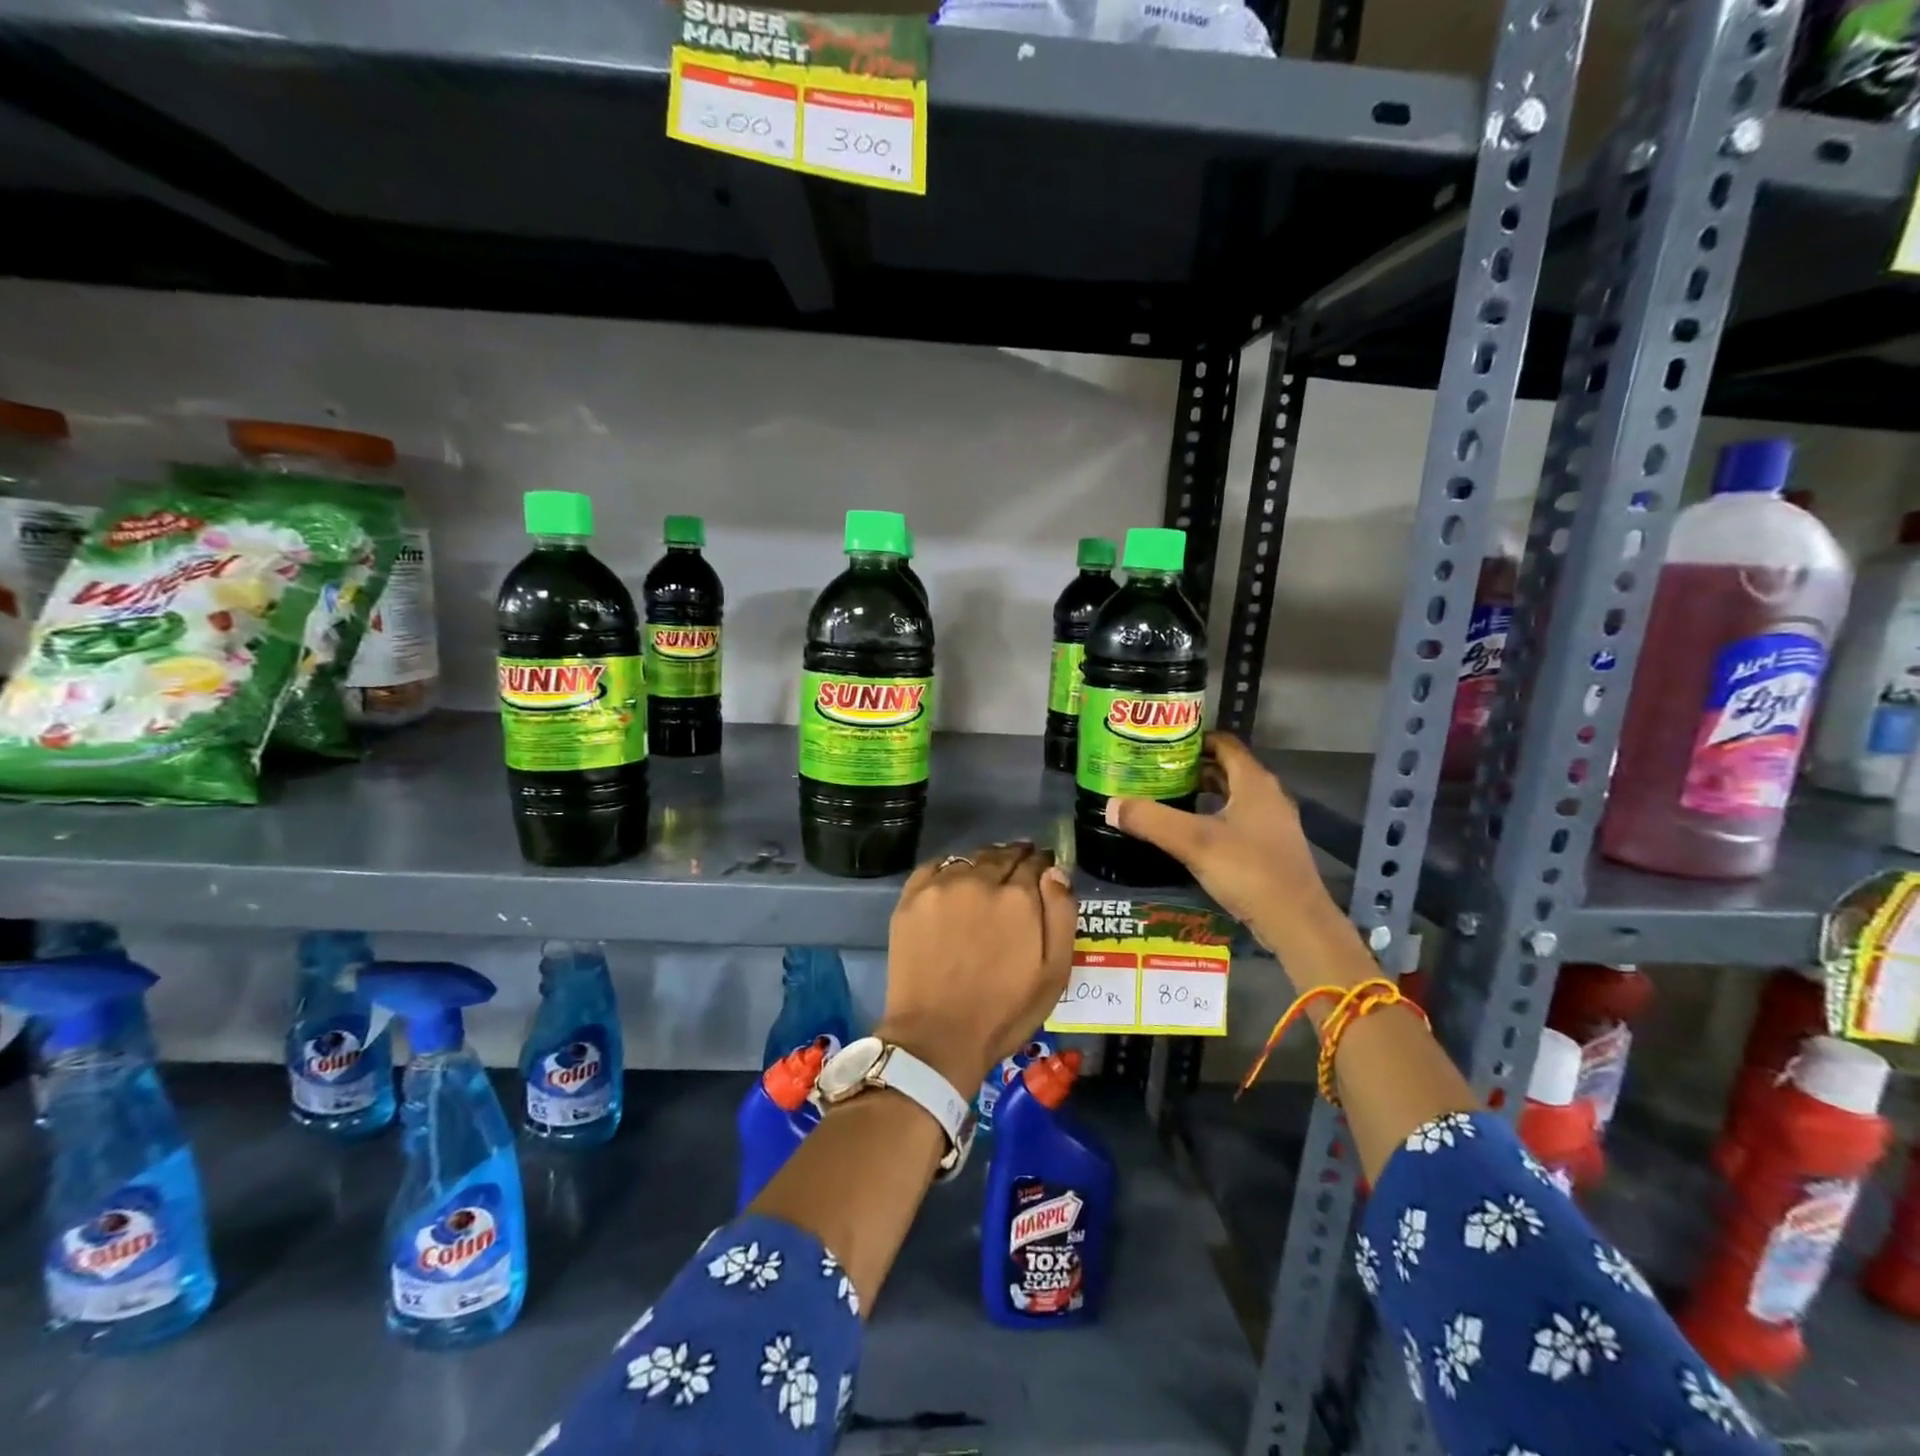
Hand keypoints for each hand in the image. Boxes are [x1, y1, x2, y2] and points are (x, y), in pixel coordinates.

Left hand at [877, 842, 1075, 1094]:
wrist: (936, 1037)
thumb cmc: (1003, 1012)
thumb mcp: (1054, 973)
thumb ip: (1061, 915)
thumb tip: (1055, 872)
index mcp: (1018, 896)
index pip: (1036, 863)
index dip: (1042, 865)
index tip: (1043, 871)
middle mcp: (979, 880)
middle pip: (1002, 855)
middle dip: (1014, 860)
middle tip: (1017, 873)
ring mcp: (941, 886)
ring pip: (970, 859)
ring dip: (983, 864)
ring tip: (985, 880)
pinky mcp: (911, 897)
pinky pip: (935, 867)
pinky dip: (949, 871)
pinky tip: (952, 886)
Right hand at [1103, 732, 1335, 941]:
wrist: (1296, 922)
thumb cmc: (1248, 870)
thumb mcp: (1193, 842)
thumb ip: (1151, 820)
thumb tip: (1111, 805)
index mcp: (1254, 782)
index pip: (1224, 743)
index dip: (1194, 739)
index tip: (1161, 745)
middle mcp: (1267, 795)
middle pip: (1227, 768)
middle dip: (1192, 767)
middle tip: (1156, 771)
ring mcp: (1273, 823)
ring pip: (1233, 796)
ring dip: (1203, 793)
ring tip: (1167, 798)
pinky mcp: (1271, 848)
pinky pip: (1238, 819)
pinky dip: (1214, 817)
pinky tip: (1191, 834)